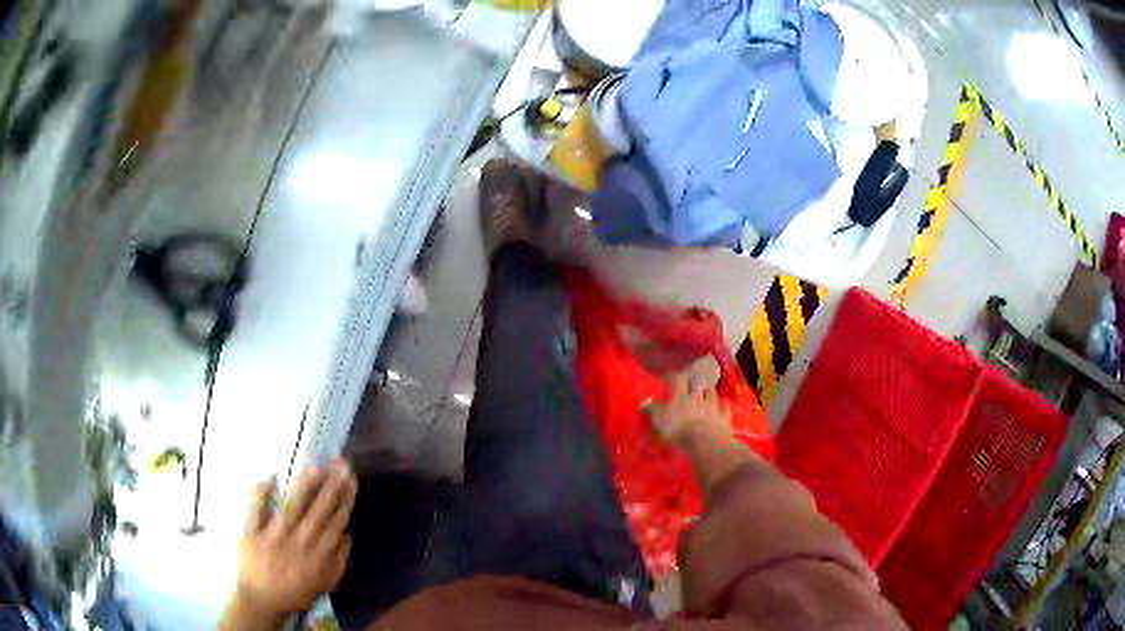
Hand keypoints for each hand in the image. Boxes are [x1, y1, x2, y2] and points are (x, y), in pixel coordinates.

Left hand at [233, 458, 356, 617]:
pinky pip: (256, 510)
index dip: (345, 500)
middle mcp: (299, 541)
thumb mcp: (324, 583)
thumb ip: (338, 561)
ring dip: (305, 485)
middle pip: (318, 511)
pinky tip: (270, 477)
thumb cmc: (295, 591)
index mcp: (318, 554)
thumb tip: (348, 535)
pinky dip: (261, 493)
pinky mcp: (252, 533)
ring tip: (317, 464)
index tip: (351, 480)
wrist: (263, 601)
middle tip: (341, 463)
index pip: (335, 522)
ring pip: (292, 507)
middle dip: (332, 486)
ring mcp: (274, 535)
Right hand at [645, 373, 753, 497]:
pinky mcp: (722, 418)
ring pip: (712, 393)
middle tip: (692, 381)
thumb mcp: (658, 420)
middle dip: (695, 381)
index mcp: (680, 396)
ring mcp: (712, 407)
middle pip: (697, 383)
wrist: (704, 440)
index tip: (670, 376)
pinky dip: (723, 406)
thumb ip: (652, 410)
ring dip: (709, 391)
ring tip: (707, 391)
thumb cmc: (677, 429)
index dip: (673, 376)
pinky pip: (724, 409)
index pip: (677, 379)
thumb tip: (645, 402)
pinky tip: (723, 406)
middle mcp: (697, 397)